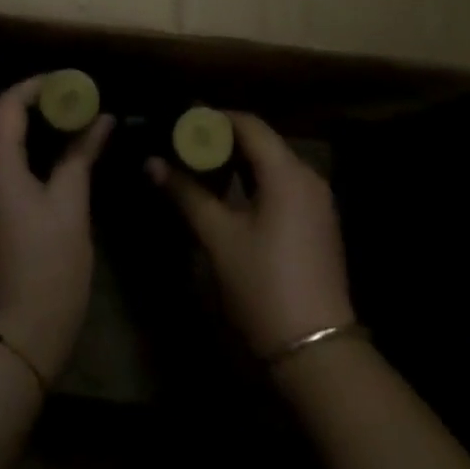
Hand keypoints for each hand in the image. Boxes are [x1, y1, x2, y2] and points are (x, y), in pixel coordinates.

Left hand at [0, 76, 112, 383]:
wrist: (13, 337)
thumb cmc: (48, 265)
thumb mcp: (71, 203)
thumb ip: (82, 153)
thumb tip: (102, 119)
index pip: (10, 102)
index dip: (41, 86)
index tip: (74, 83)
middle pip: (0, 120)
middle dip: (39, 107)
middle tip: (79, 104)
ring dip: (30, 131)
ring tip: (71, 128)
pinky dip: (20, 155)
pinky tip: (51, 162)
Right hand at [148, 112, 354, 360]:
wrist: (316, 349)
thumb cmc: (263, 285)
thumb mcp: (218, 236)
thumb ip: (186, 193)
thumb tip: (152, 163)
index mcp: (287, 173)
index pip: (249, 124)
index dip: (214, 118)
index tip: (181, 122)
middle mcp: (308, 177)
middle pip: (263, 141)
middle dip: (223, 139)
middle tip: (184, 143)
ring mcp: (317, 201)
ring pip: (274, 163)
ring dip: (239, 160)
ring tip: (200, 164)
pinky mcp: (318, 223)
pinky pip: (284, 184)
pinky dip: (256, 180)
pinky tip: (229, 192)